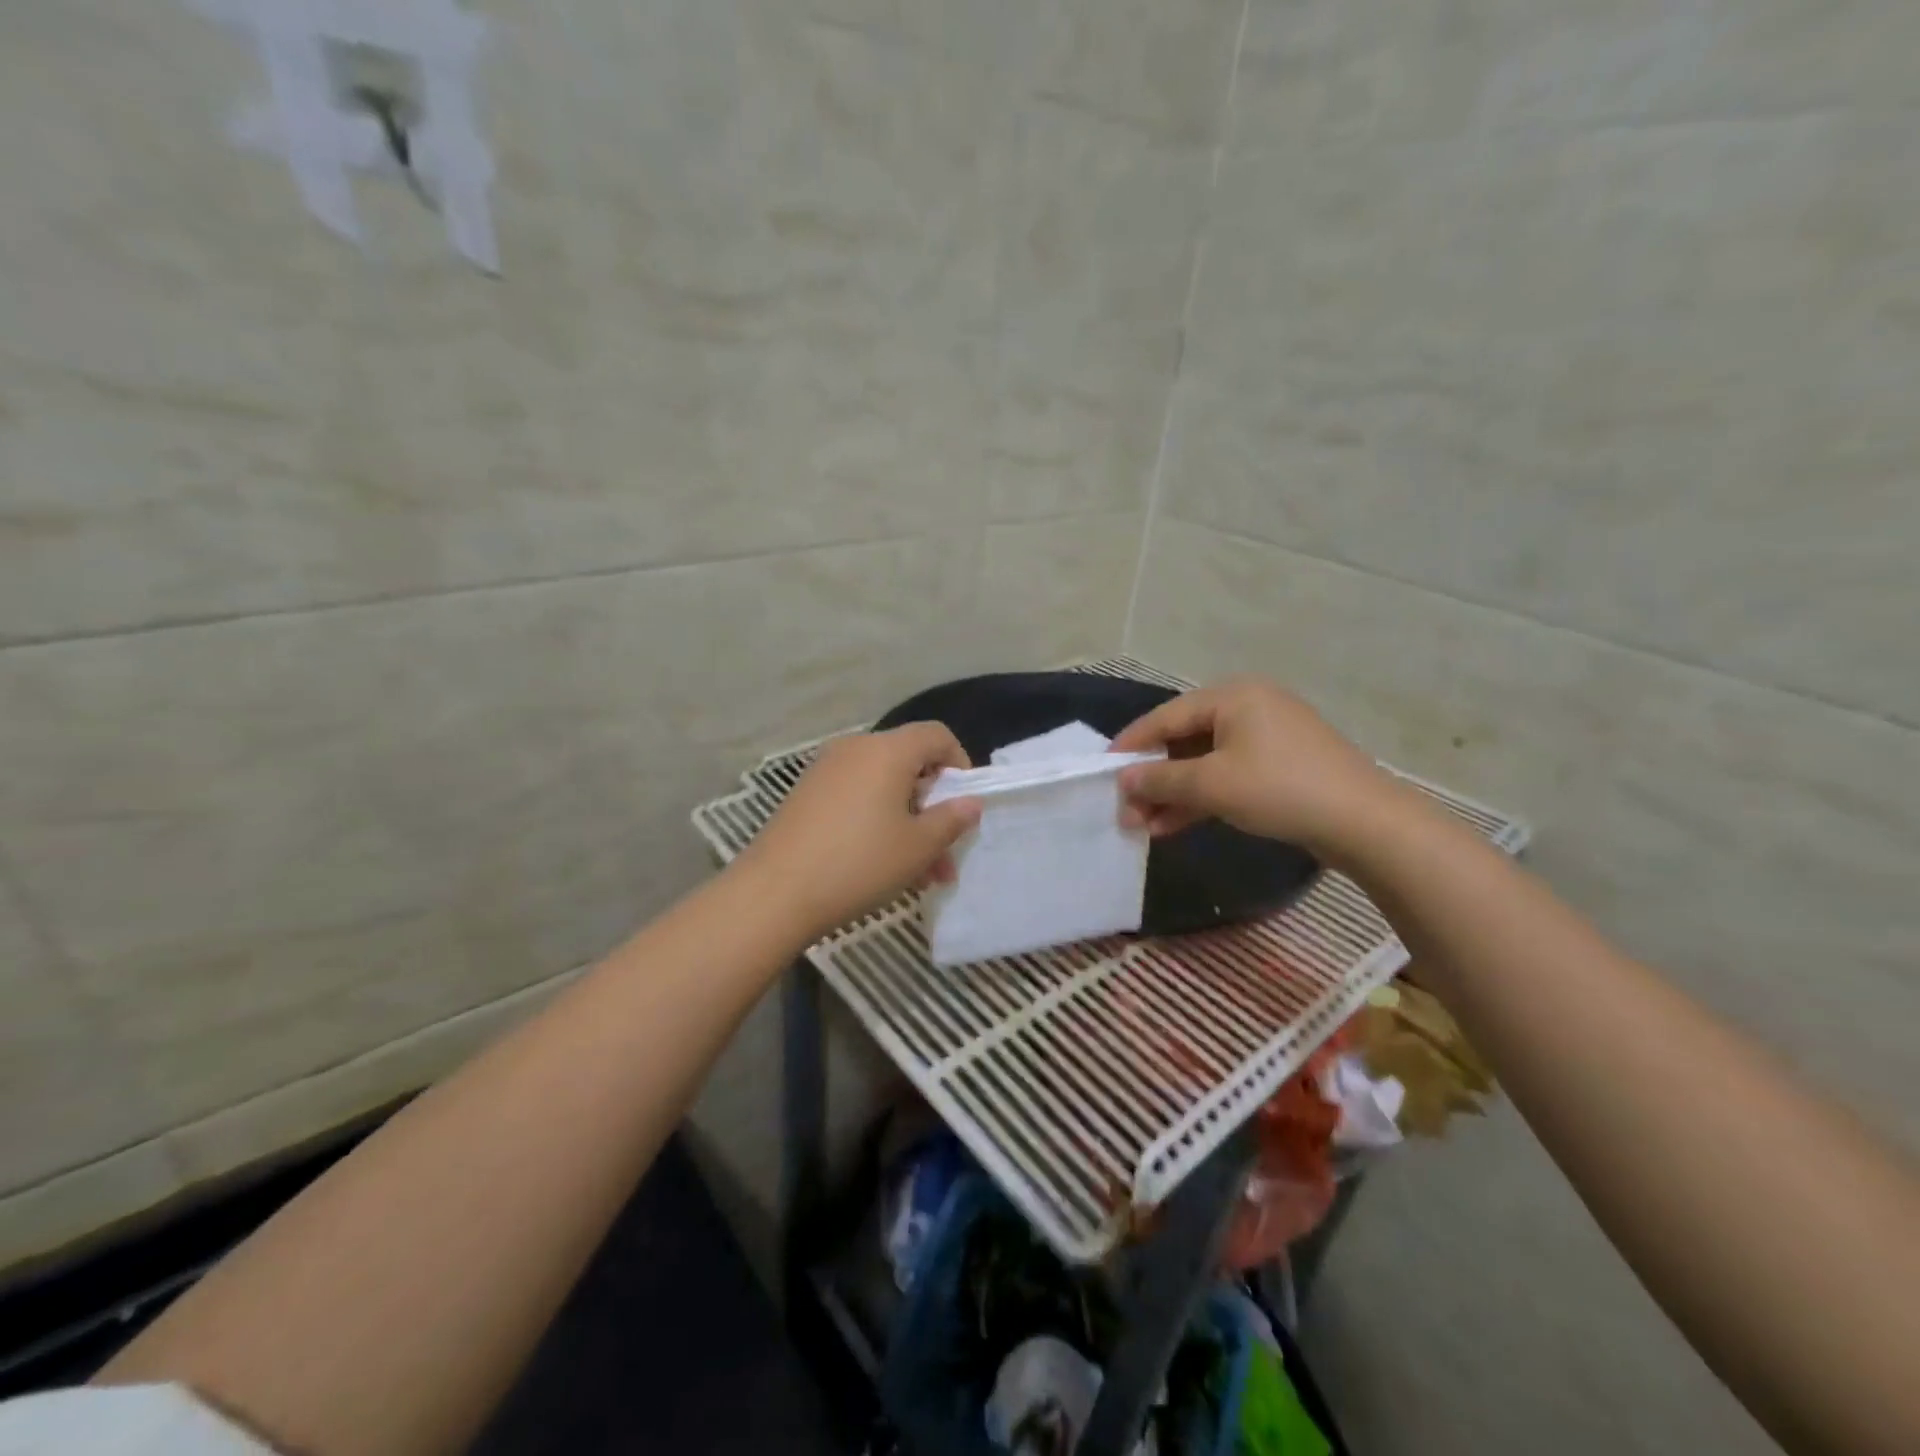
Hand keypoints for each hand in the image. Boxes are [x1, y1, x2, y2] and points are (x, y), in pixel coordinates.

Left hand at [735, 723, 982, 941]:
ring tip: (921, 875)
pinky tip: (883, 867)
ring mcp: (826, 771)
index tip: (965, 803)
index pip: (936, 735)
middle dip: (933, 807)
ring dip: (908, 824)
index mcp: (887, 750)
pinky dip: (877, 823)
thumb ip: (951, 820)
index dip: (960, 763)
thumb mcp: (918, 847)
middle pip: (909, 764)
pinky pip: (856, 798)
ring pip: (883, 788)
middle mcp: (855, 749)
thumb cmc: (859, 863)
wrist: (774, 893)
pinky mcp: (806, 795)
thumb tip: (970, 802)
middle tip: (945, 853)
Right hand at [1109, 677, 1393, 853]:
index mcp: (1232, 696)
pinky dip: (1202, 798)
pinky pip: (1228, 775)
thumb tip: (1121, 780)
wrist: (1364, 823)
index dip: (1131, 745)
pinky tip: (1174, 825)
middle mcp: (1248, 707)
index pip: (1166, 717)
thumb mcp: (1211, 784)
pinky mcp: (1280, 766)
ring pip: (1205, 762)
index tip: (1102, 770)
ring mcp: (1267, 737)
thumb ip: (1160, 779)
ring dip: (1173, 794)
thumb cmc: (1279, 789)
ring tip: (1143, 826)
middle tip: (1125, 809)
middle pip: (1184, 740)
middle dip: (1152, 778)